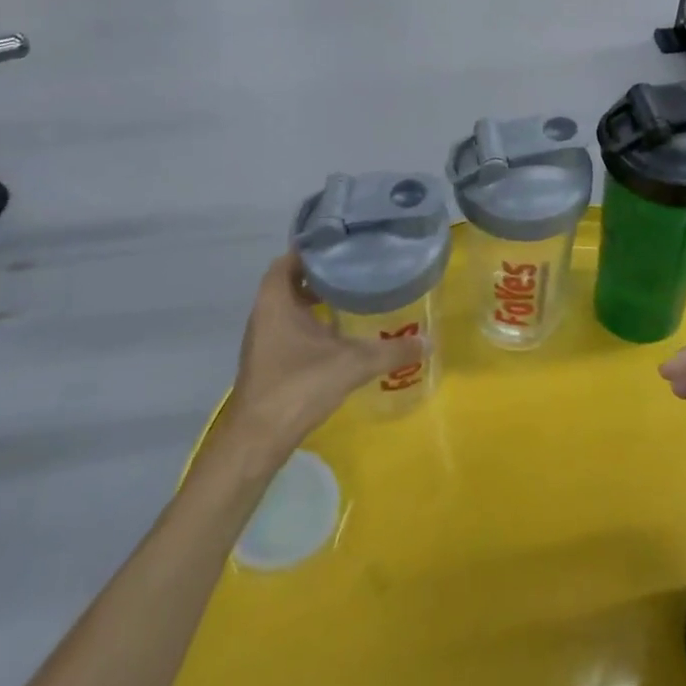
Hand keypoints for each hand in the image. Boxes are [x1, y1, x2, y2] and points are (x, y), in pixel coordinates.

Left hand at [221, 254, 423, 456]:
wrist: (257, 441)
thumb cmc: (298, 386)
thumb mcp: (352, 364)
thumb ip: (390, 351)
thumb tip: (428, 342)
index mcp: (275, 299)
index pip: (291, 257)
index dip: (316, 248)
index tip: (345, 244)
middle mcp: (264, 312)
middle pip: (292, 280)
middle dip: (322, 274)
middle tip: (356, 268)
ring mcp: (264, 338)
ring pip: (290, 306)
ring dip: (316, 300)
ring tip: (353, 295)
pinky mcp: (268, 361)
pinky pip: (290, 327)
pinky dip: (311, 323)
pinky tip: (338, 334)